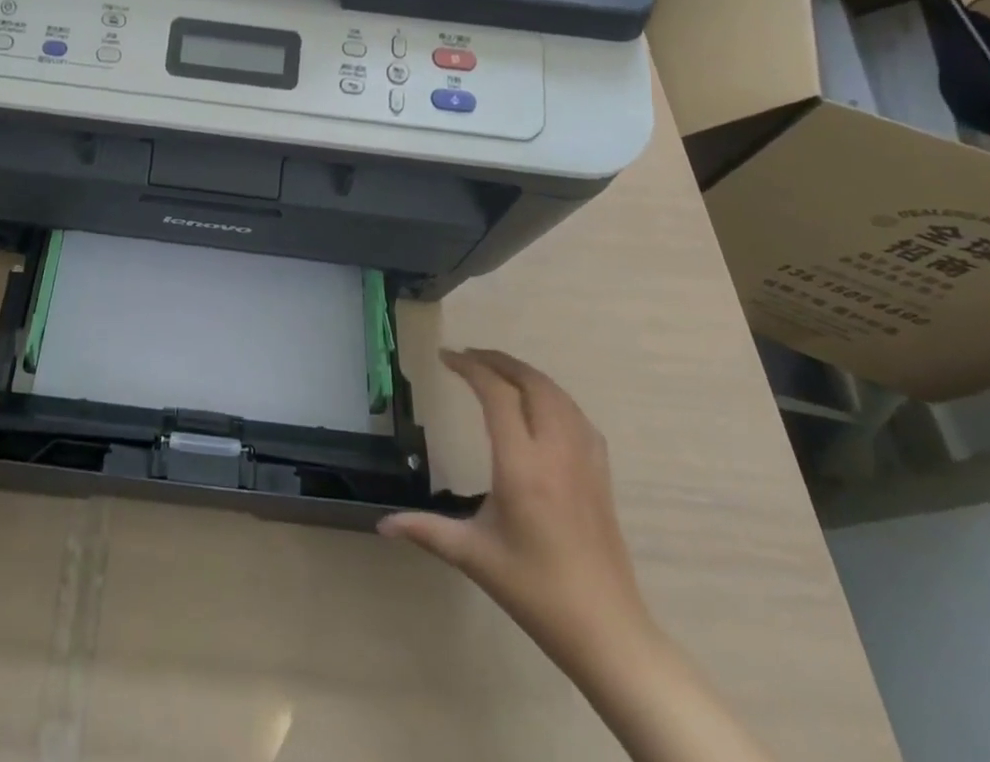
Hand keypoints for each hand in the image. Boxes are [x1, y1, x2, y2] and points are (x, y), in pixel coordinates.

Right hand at [379, 349, 653, 662]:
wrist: (606, 632)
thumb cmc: (534, 591)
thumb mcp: (473, 556)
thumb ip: (426, 530)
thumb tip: (382, 524)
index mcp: (521, 467)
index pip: (497, 395)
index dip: (471, 368)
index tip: (445, 357)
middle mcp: (555, 453)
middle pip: (532, 384)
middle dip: (499, 361)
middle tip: (468, 356)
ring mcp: (584, 462)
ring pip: (558, 395)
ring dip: (527, 374)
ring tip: (498, 370)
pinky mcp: (602, 475)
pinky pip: (578, 417)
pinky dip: (554, 396)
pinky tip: (542, 405)